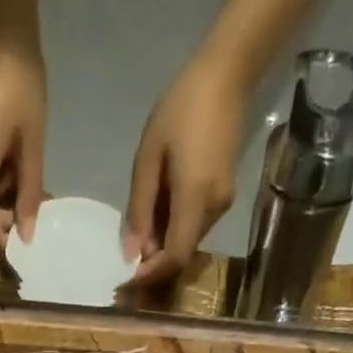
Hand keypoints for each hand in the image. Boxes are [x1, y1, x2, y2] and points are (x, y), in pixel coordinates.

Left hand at [123, 53, 248, 285]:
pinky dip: (173, 227)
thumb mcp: (148, 159)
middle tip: (126, 251)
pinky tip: (158, 208)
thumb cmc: (181, 109)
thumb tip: (131, 253)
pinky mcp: (224, 194)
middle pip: (181, 252)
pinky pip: (194, 224)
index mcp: (195, 198)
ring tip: (140, 223)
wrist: (226, 75)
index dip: (152, 274)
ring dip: (162, 242)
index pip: (176, 256)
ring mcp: (223, 202)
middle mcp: (214, 208)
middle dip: (153, 259)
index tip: (128, 277)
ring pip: (187, 240)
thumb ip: (139, 209)